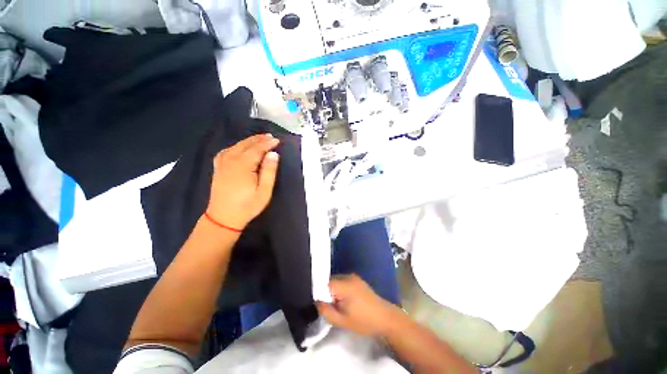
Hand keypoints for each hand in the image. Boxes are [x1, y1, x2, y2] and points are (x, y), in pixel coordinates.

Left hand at [207, 134, 279, 229]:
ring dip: (248, 141)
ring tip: (259, 139)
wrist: (223, 218)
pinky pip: (226, 151)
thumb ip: (269, 171)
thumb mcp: (264, 191)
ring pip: (236, 146)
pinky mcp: (218, 168)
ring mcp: (222, 164)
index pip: (257, 149)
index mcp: (243, 166)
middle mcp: (231, 161)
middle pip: (246, 145)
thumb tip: (273, 154)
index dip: (268, 144)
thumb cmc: (248, 205)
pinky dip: (235, 146)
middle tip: (270, 137)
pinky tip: (239, 147)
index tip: (277, 140)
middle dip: (259, 139)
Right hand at [316, 274, 398, 336]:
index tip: (316, 303)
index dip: (318, 292)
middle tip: (326, 305)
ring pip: (335, 280)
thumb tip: (316, 301)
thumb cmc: (363, 321)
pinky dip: (339, 288)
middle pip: (329, 281)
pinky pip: (342, 281)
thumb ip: (326, 310)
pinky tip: (343, 300)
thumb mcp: (341, 321)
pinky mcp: (357, 279)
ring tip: (335, 304)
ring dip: (332, 290)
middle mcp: (348, 276)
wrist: (384, 317)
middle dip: (325, 291)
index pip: (324, 283)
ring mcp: (353, 276)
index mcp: (344, 285)